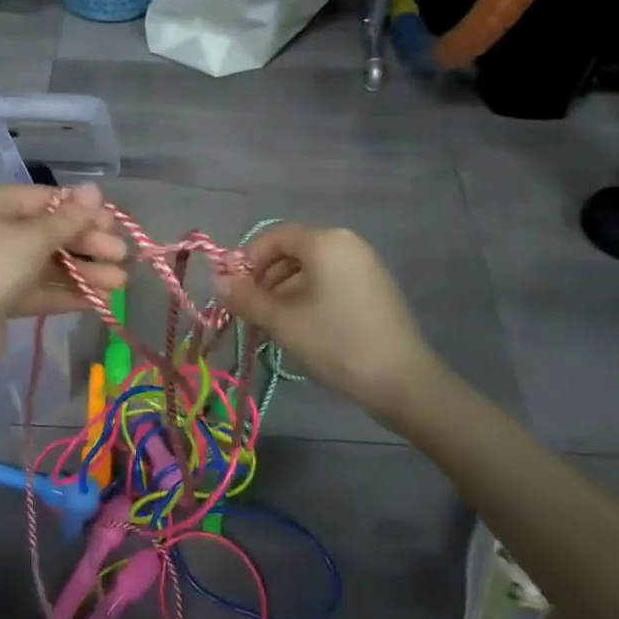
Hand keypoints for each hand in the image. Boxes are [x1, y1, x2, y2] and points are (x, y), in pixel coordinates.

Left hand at [0, 184, 127, 372]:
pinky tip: (100, 301)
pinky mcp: (4, 299)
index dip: (82, 210)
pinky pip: (42, 289)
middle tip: (122, 255)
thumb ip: (68, 219)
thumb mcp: (32, 240)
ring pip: (50, 264)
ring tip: (120, 283)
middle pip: (51, 232)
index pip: (47, 200)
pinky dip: (69, 293)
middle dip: (89, 244)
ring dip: (85, 271)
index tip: (113, 223)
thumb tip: (95, 190)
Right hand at [214, 224, 434, 416]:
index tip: (235, 294)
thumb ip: (245, 298)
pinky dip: (309, 296)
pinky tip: (303, 328)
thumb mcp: (282, 321)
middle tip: (252, 313)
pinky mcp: (375, 286)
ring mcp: (365, 263)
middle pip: (292, 250)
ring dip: (284, 291)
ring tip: (274, 326)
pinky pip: (331, 280)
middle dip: (265, 279)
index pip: (273, 237)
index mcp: (325, 241)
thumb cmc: (336, 342)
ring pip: (311, 268)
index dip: (247, 261)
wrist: (403, 381)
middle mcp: (346, 242)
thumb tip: (216, 281)